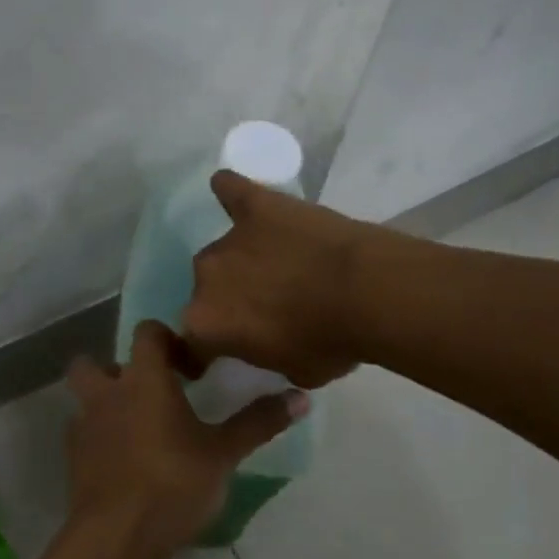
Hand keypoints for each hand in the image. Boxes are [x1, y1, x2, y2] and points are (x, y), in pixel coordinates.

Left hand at [64, 319, 306, 558]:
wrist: (117, 536)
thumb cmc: (173, 483)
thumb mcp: (223, 454)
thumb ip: (258, 423)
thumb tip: (301, 397)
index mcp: (144, 379)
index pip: (147, 332)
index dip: (167, 340)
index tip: (189, 369)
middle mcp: (107, 392)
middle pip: (94, 361)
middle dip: (116, 370)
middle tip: (148, 393)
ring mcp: (83, 424)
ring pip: (84, 398)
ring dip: (103, 403)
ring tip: (134, 428)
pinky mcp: (72, 457)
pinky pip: (82, 433)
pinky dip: (98, 437)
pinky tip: (121, 461)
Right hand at [181, 170, 369, 387]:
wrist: (367, 293)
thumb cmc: (330, 343)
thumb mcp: (293, 371)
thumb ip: (265, 354)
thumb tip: (268, 344)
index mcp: (207, 323)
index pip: (192, 344)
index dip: (204, 353)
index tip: (216, 358)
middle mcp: (206, 277)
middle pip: (208, 290)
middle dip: (230, 299)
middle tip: (265, 306)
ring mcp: (230, 237)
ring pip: (225, 250)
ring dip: (243, 259)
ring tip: (276, 263)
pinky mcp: (256, 205)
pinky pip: (231, 191)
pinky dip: (228, 190)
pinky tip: (228, 188)